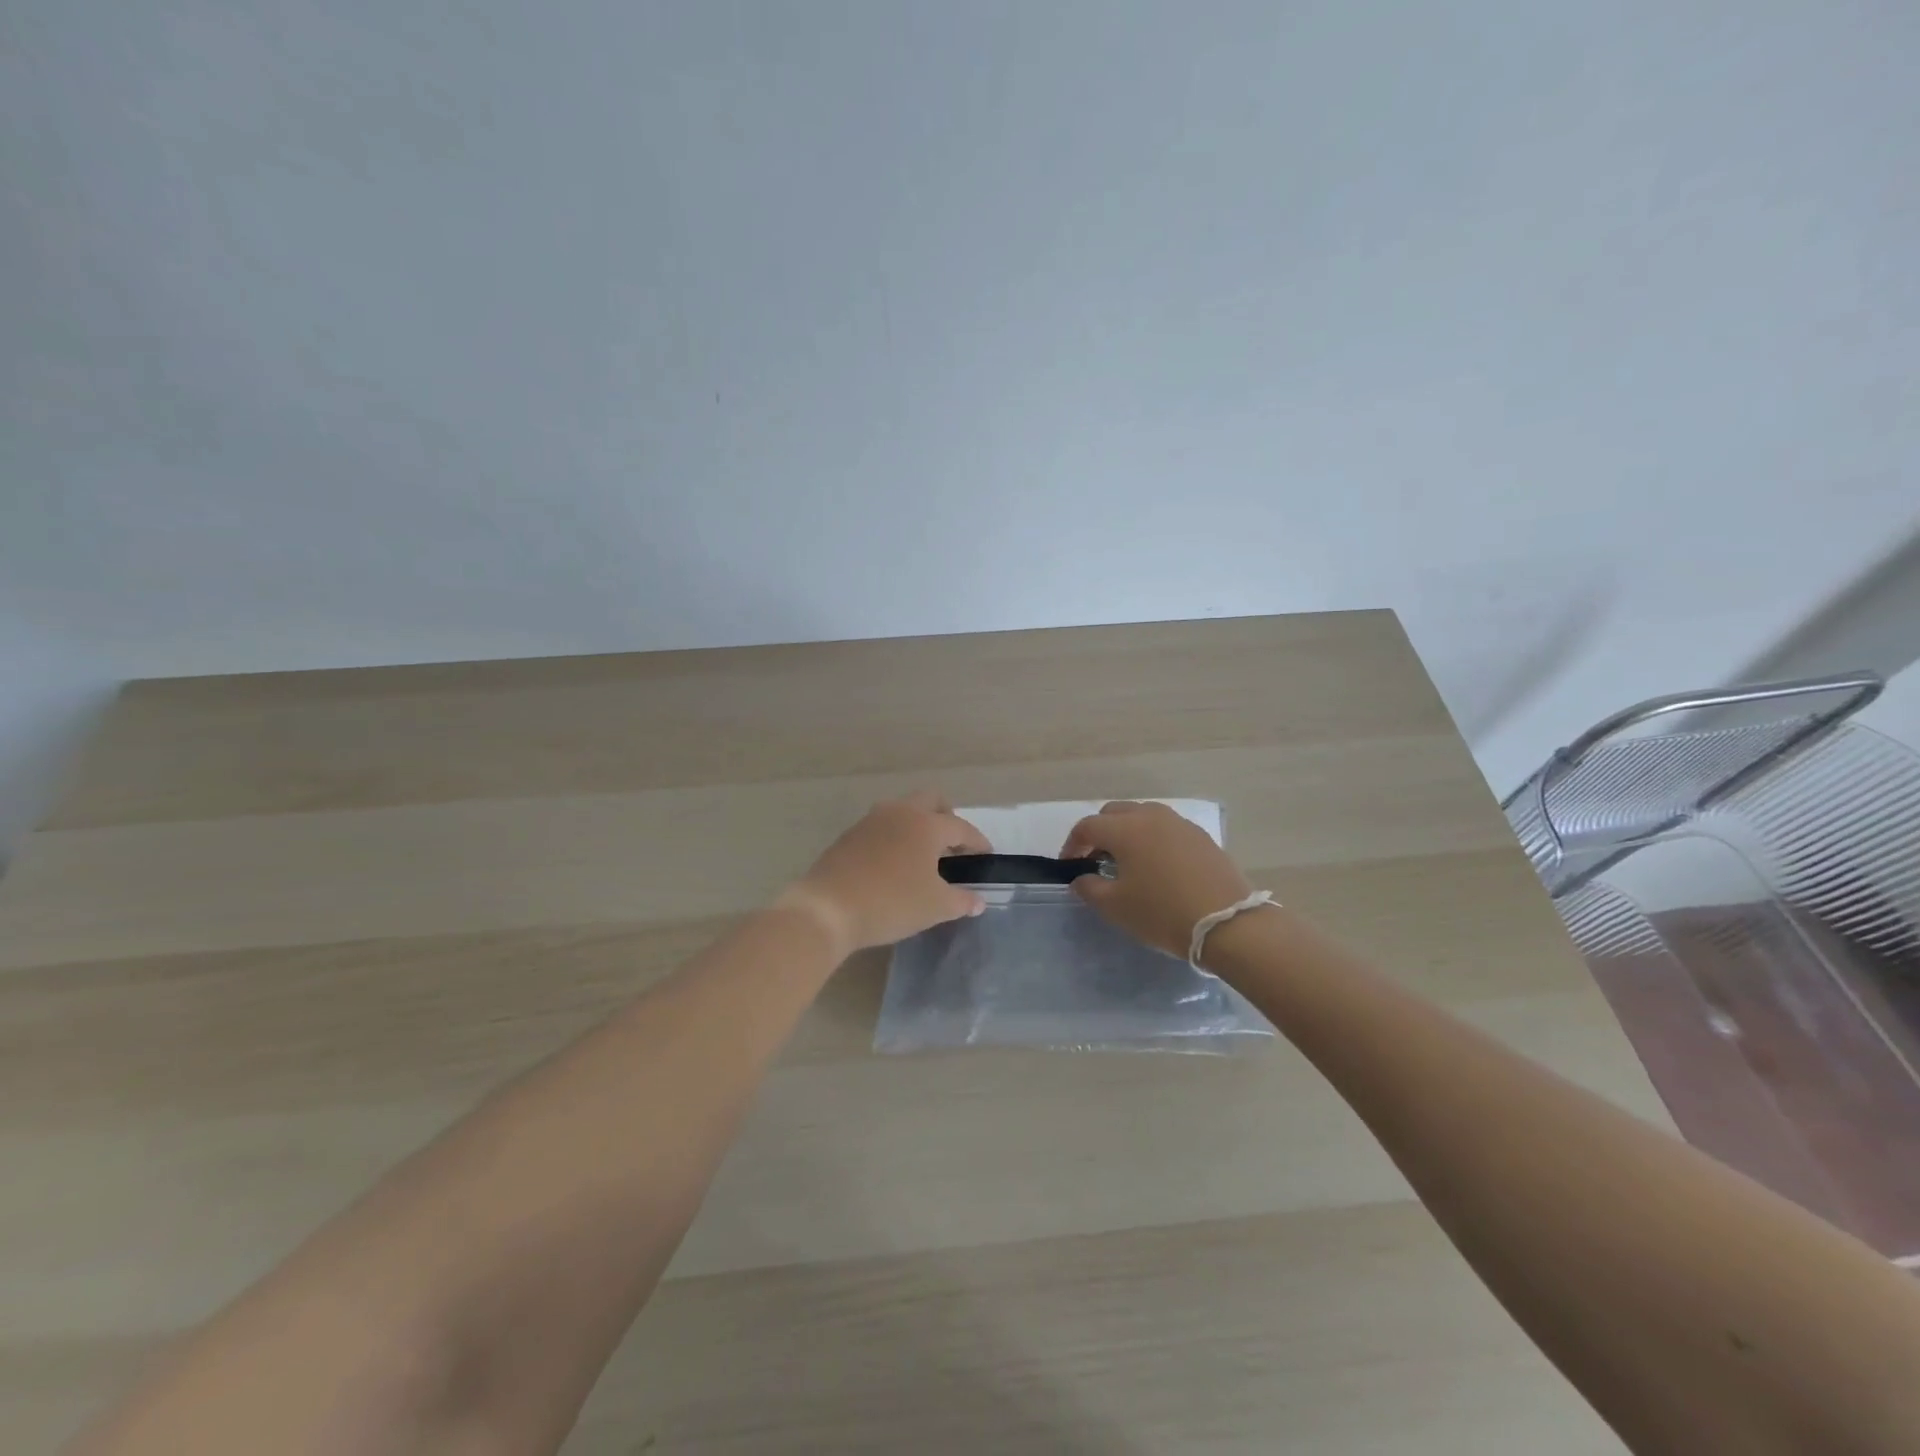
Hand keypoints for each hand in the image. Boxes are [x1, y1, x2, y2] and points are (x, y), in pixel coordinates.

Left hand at [780, 791, 991, 955]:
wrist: (827, 909)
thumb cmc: (891, 903)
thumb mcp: (935, 907)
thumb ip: (961, 901)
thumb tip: (977, 901)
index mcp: (926, 824)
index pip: (961, 827)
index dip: (977, 841)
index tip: (986, 854)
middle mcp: (899, 812)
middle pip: (931, 800)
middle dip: (947, 817)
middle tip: (953, 844)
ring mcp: (870, 821)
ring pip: (903, 810)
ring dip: (918, 825)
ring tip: (923, 855)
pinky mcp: (849, 835)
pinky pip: (882, 827)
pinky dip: (895, 837)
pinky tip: (894, 864)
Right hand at [1061, 801, 1256, 959]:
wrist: (1228, 924)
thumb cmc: (1162, 913)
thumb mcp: (1116, 907)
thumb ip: (1089, 888)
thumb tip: (1081, 879)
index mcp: (1126, 828)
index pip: (1087, 826)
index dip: (1072, 845)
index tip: (1069, 866)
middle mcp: (1151, 816)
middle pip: (1115, 813)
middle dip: (1099, 832)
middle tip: (1095, 860)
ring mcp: (1180, 824)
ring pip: (1143, 816)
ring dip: (1127, 833)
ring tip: (1127, 862)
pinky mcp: (1201, 837)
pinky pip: (1166, 829)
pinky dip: (1152, 839)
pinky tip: (1157, 866)